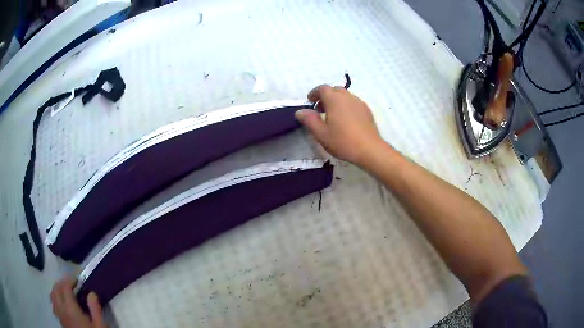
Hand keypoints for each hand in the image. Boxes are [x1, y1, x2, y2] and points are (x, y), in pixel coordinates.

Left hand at [50, 277, 105, 327]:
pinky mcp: (60, 322)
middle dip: (62, 283)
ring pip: (52, 296)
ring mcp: (59, 315)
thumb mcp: (100, 326)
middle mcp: (61, 309)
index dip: (70, 280)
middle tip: (72, 284)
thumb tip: (91, 293)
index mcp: (70, 309)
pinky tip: (63, 304)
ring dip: (57, 290)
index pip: (65, 287)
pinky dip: (56, 299)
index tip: (77, 279)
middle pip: (56, 289)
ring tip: (66, 292)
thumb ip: (95, 309)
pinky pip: (54, 305)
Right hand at [295, 85, 383, 165]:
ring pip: (345, 96)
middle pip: (334, 90)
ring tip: (332, 116)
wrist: (369, 149)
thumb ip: (309, 120)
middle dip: (325, 97)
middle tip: (320, 110)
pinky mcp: (367, 110)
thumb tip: (300, 111)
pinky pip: (353, 103)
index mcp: (335, 99)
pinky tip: (345, 121)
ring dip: (336, 101)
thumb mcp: (321, 133)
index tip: (310, 101)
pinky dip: (346, 106)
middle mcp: (347, 97)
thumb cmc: (343, 141)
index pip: (322, 88)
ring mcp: (359, 103)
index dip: (314, 93)